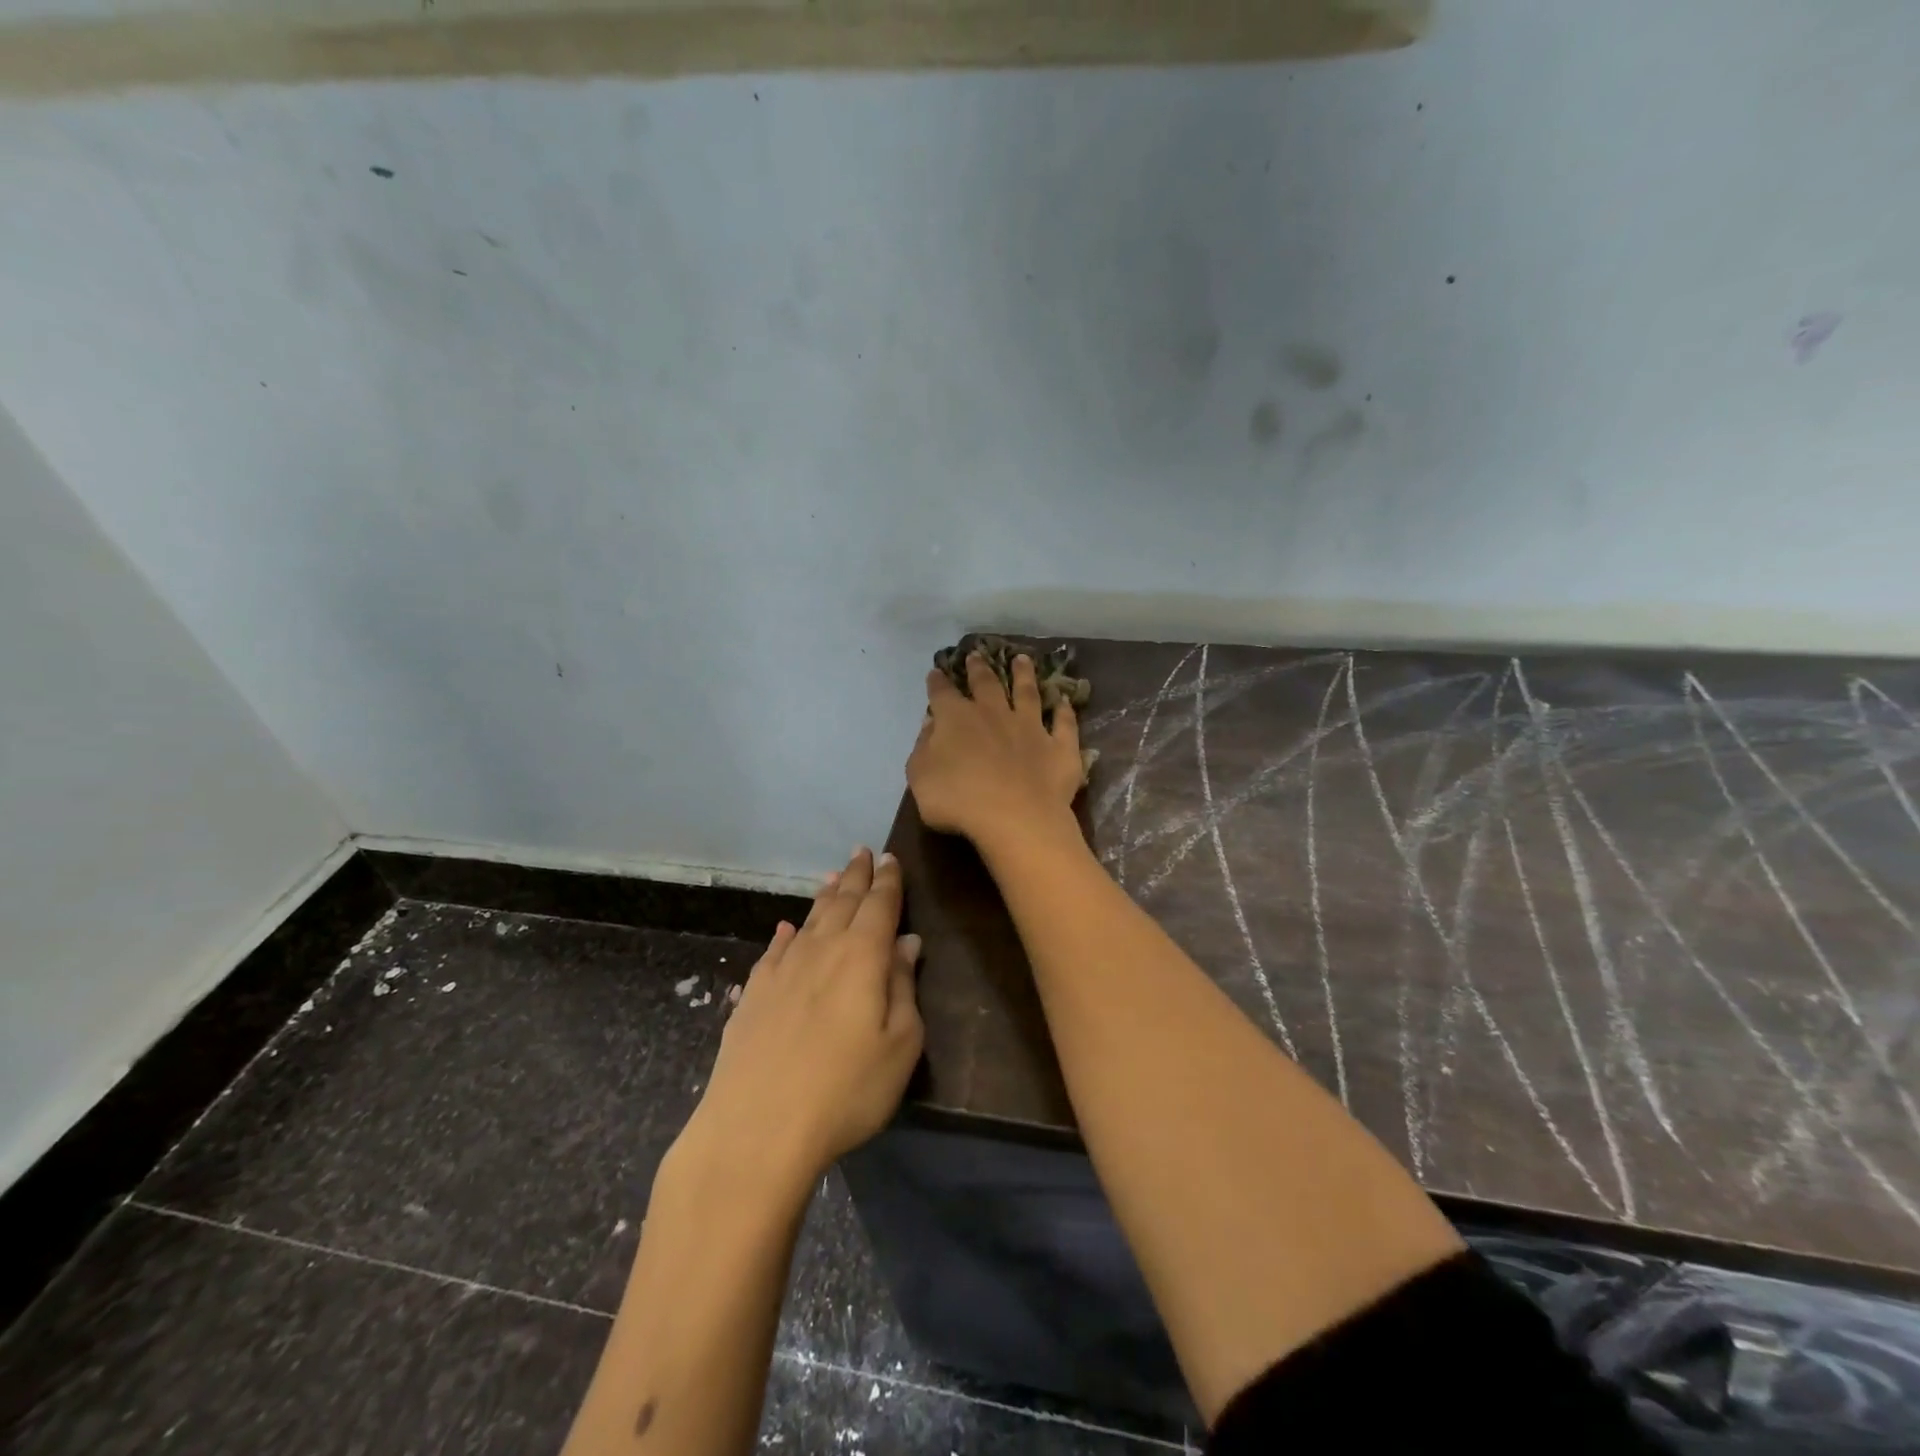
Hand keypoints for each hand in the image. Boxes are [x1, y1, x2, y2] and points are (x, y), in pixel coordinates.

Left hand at [678, 848, 923, 1194]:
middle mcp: (821, 949)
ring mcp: (782, 969)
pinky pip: (775, 949)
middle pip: (843, 901)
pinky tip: (786, 929)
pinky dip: (786, 934)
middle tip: (862, 852)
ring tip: (833, 877)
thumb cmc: (845, 1090)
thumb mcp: (899, 1044)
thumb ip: (903, 986)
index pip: (879, 904)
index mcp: (862, 955)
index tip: (890, 858)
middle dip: (856, 876)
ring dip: (825, 895)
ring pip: (809, 919)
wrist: (756, 1129)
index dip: (887, 880)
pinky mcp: (753, 993)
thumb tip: (906, 943)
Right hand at [907, 652, 1085, 850]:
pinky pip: (1064, 724)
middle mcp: (994, 714)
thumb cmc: (958, 800)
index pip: (942, 694)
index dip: (937, 683)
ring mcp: (1031, 727)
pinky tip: (1065, 701)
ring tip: (1022, 659)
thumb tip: (931, 725)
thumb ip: (923, 748)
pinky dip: (1065, 711)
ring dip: (1024, 675)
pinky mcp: (1059, 746)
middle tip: (977, 655)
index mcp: (956, 720)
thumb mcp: (920, 777)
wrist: (1014, 818)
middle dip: (979, 669)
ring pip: (1028, 693)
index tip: (936, 673)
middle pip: (986, 684)